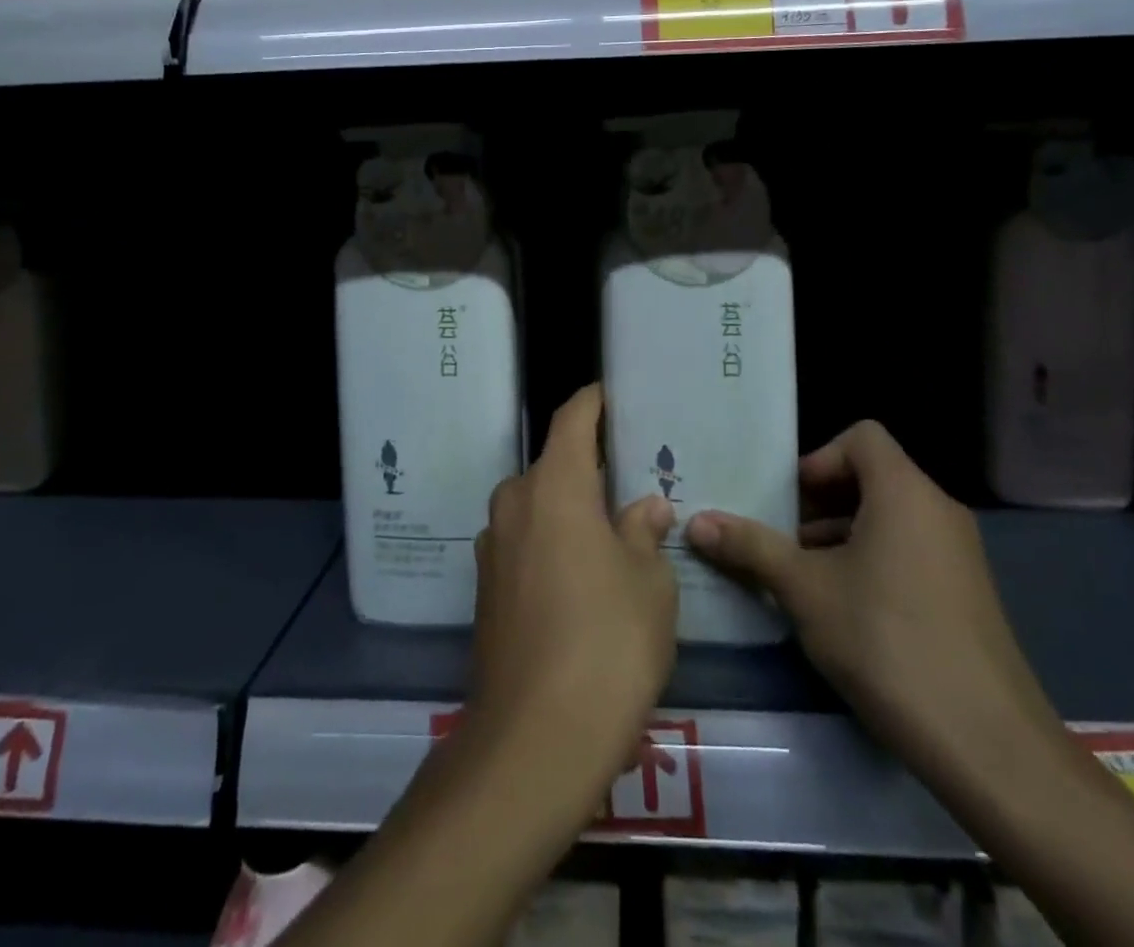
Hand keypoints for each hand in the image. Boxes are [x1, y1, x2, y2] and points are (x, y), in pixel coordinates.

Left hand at [468, 384, 678, 798]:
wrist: (534, 738)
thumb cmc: (607, 643)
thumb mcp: (648, 584)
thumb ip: (643, 534)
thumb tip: (644, 507)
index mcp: (554, 486)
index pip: (571, 420)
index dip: (592, 402)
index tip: (611, 394)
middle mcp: (514, 503)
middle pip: (552, 467)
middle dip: (586, 469)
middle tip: (627, 480)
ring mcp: (492, 547)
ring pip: (537, 508)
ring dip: (568, 511)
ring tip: (609, 532)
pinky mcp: (484, 589)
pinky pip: (524, 544)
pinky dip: (551, 545)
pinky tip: (580, 579)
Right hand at [684, 422, 1061, 788]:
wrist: (988, 746)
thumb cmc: (886, 641)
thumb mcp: (804, 589)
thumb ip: (750, 546)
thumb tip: (694, 521)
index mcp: (904, 493)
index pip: (861, 437)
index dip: (818, 459)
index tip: (789, 502)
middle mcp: (937, 511)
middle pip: (871, 478)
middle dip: (818, 503)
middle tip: (779, 540)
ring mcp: (958, 556)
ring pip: (887, 520)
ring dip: (839, 537)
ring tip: (800, 580)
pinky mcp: (965, 596)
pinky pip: (907, 554)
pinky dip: (870, 564)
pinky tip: (841, 614)